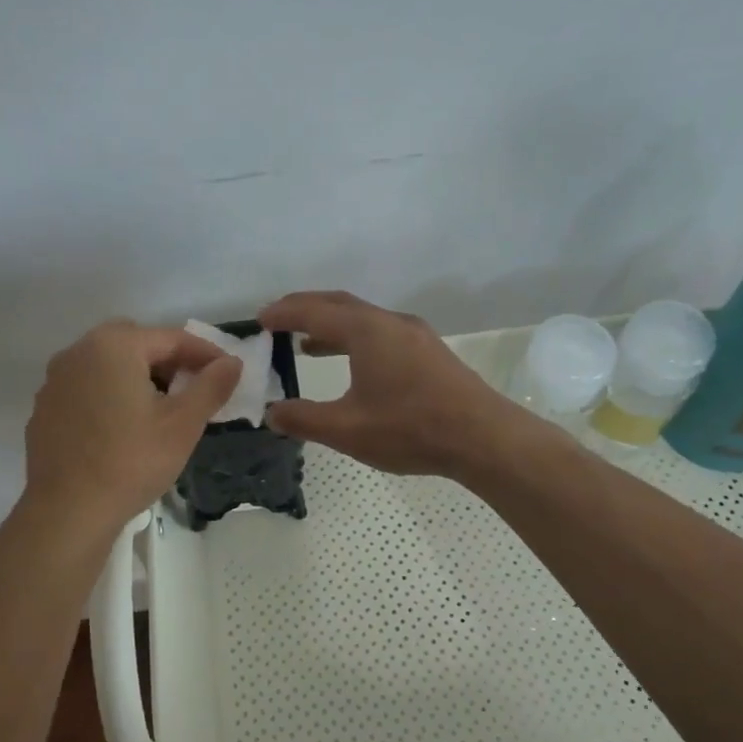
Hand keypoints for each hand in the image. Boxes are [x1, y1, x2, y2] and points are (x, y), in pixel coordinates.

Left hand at [22, 321, 241, 533]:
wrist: (67, 512)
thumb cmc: (132, 462)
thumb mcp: (183, 424)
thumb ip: (212, 386)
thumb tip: (233, 362)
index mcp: (114, 346)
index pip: (171, 338)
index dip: (205, 353)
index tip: (229, 371)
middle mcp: (79, 352)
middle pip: (135, 343)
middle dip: (168, 360)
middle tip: (191, 388)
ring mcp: (56, 380)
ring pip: (107, 363)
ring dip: (137, 375)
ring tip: (159, 409)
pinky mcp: (44, 408)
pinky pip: (86, 387)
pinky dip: (109, 394)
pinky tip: (122, 428)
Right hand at [258, 291, 521, 477]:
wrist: (483, 437)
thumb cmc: (410, 429)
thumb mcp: (348, 429)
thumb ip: (304, 419)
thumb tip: (272, 413)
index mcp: (366, 331)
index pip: (314, 311)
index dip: (283, 313)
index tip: (259, 319)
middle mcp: (390, 322)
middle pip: (339, 304)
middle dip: (306, 309)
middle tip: (278, 320)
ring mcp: (414, 335)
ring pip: (363, 319)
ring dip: (332, 326)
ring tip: (306, 345)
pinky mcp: (429, 352)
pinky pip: (381, 333)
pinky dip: (355, 339)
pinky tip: (352, 365)